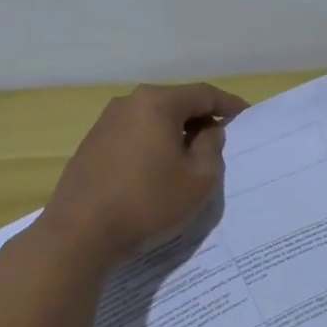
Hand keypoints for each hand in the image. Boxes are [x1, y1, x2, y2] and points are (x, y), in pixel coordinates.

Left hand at [39, 82, 248, 265]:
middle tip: (219, 140)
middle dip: (200, 118)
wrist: (80, 233)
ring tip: (189, 157)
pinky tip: (157, 169)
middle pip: (176, 103)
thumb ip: (212, 147)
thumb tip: (208, 131)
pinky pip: (133, 134)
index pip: (204, 94)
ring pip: (153, 118)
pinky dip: (152, 143)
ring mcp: (106, 122)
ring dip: (175, 132)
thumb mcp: (199, 178)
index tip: (246, 116)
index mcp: (157, 103)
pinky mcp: (92, 143)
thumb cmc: (148, 201)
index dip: (228, 104)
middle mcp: (129, 102)